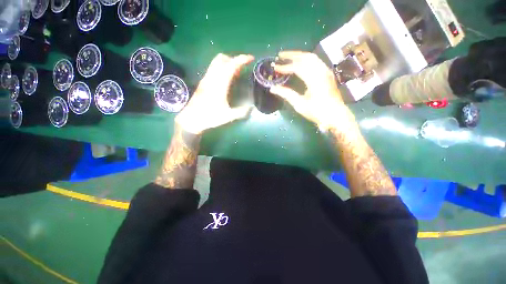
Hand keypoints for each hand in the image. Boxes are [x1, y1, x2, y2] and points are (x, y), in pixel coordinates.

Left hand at [175, 53, 254, 133]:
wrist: (191, 119)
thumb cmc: (210, 117)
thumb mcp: (228, 116)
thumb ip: (241, 112)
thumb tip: (251, 108)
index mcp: (219, 84)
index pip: (231, 65)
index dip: (241, 59)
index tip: (251, 58)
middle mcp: (211, 78)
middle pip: (222, 59)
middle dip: (234, 59)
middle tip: (243, 67)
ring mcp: (206, 79)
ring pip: (216, 62)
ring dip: (227, 63)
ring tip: (236, 73)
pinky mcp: (203, 82)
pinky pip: (213, 69)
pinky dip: (222, 68)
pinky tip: (227, 79)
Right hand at [270, 51, 354, 130]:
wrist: (335, 115)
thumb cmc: (317, 111)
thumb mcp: (299, 104)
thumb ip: (286, 94)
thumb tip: (273, 88)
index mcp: (314, 79)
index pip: (297, 67)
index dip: (285, 67)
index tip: (275, 67)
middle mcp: (321, 71)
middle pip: (305, 57)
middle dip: (291, 55)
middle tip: (280, 55)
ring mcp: (326, 71)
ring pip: (312, 57)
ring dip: (299, 55)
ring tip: (289, 57)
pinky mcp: (328, 74)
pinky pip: (316, 61)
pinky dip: (306, 59)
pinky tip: (301, 63)